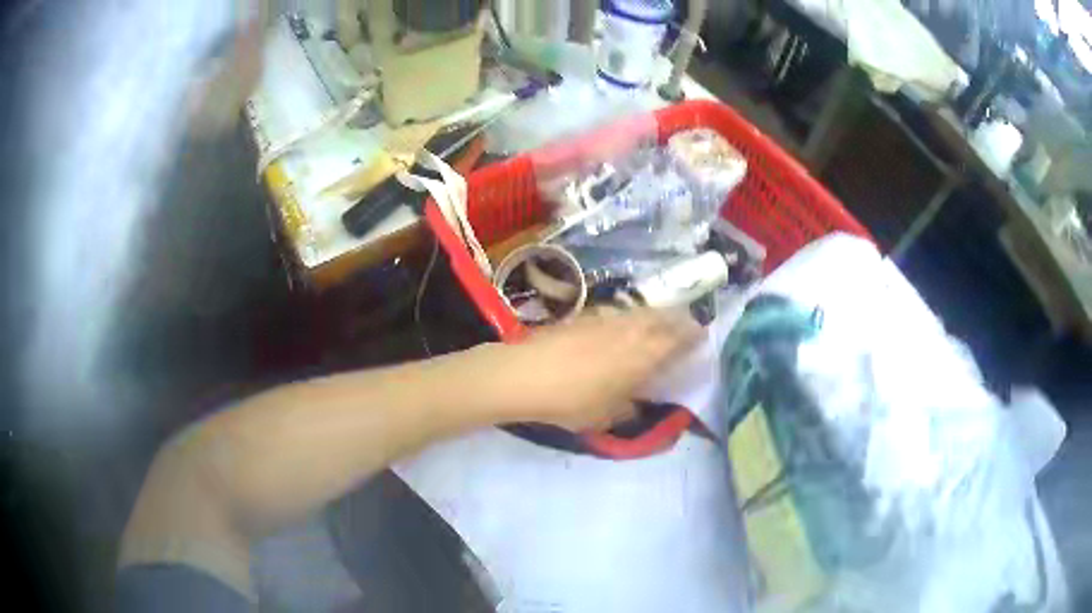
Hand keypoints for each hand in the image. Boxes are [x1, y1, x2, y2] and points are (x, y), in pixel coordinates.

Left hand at [471, 309, 702, 431]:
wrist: (525, 375)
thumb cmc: (570, 402)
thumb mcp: (604, 417)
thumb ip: (627, 409)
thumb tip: (636, 405)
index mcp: (642, 356)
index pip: (676, 341)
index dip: (691, 337)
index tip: (702, 336)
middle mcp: (629, 332)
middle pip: (662, 319)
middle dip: (678, 320)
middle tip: (687, 325)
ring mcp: (606, 320)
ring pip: (640, 312)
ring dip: (656, 315)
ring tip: (660, 322)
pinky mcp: (584, 317)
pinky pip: (618, 313)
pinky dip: (630, 317)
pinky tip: (623, 325)